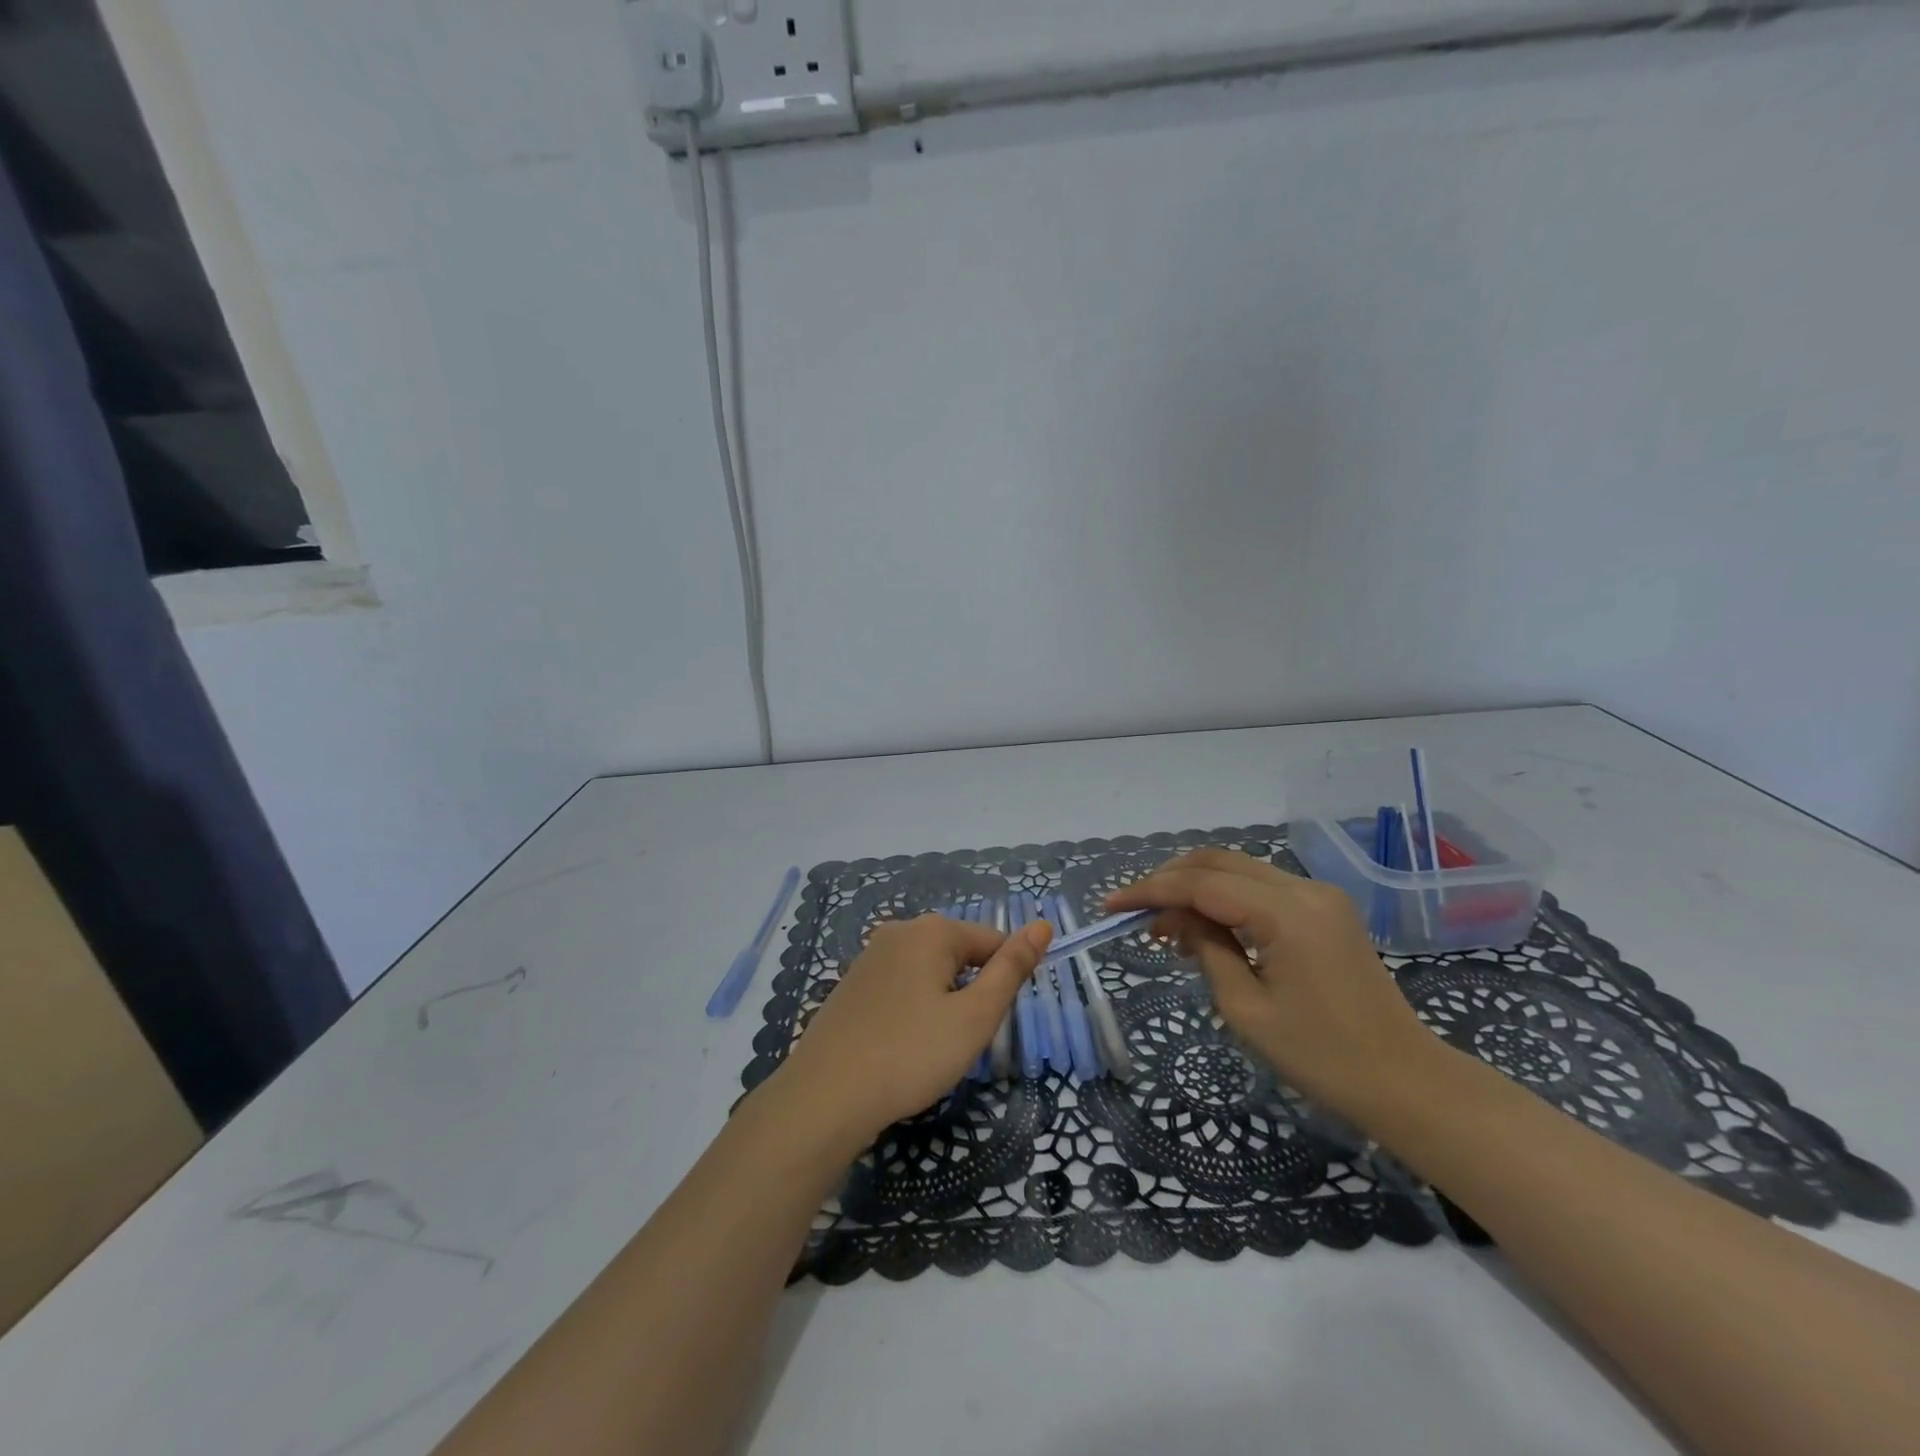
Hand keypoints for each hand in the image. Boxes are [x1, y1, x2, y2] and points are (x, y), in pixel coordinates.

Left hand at [773, 914, 1050, 1146]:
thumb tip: (1043, 925)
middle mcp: (899, 931)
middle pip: (959, 954)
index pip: (992, 941)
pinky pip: (901, 987)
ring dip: (942, 1003)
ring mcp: (870, 957)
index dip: (1004, 981)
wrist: (825, 1097)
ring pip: (929, 973)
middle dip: (971, 992)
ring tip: (931, 1047)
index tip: (992, 1022)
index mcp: (932, 930)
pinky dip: (912, 1011)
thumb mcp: (974, 1016)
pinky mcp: (851, 985)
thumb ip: (1011, 969)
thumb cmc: (910, 1054)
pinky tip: (901, 1046)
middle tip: (961, 1040)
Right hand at [1106, 848, 1442, 1126]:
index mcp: (1286, 913)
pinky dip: (1224, 898)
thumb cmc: (1322, 1058)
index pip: (1201, 884)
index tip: (1111, 906)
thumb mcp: (1246, 1009)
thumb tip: (1175, 919)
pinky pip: (1261, 887)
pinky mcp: (1325, 909)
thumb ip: (1206, 949)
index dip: (1150, 890)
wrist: (1406, 1081)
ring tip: (1165, 926)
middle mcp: (1304, 888)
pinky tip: (1205, 927)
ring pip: (1239, 869)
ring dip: (1195, 887)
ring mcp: (1319, 895)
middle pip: (1219, 862)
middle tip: (1135, 913)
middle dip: (1169, 880)